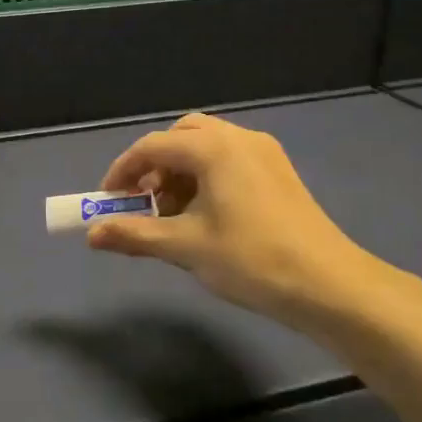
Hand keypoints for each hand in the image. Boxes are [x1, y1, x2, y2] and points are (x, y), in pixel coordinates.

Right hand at [88, 113, 412, 332]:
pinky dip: (206, 176)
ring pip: (207, 146)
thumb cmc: (251, 259)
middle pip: (181, 136)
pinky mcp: (278, 171)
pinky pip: (229, 159)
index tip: (108, 201)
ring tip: (174, 214)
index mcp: (213, 148)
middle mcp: (238, 138)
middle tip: (144, 201)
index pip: (152, 147)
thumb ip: (134, 235)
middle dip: (154, 165)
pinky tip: (207, 214)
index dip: (122, 171)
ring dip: (180, 171)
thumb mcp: (185, 247)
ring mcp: (264, 152)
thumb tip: (92, 235)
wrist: (329, 285)